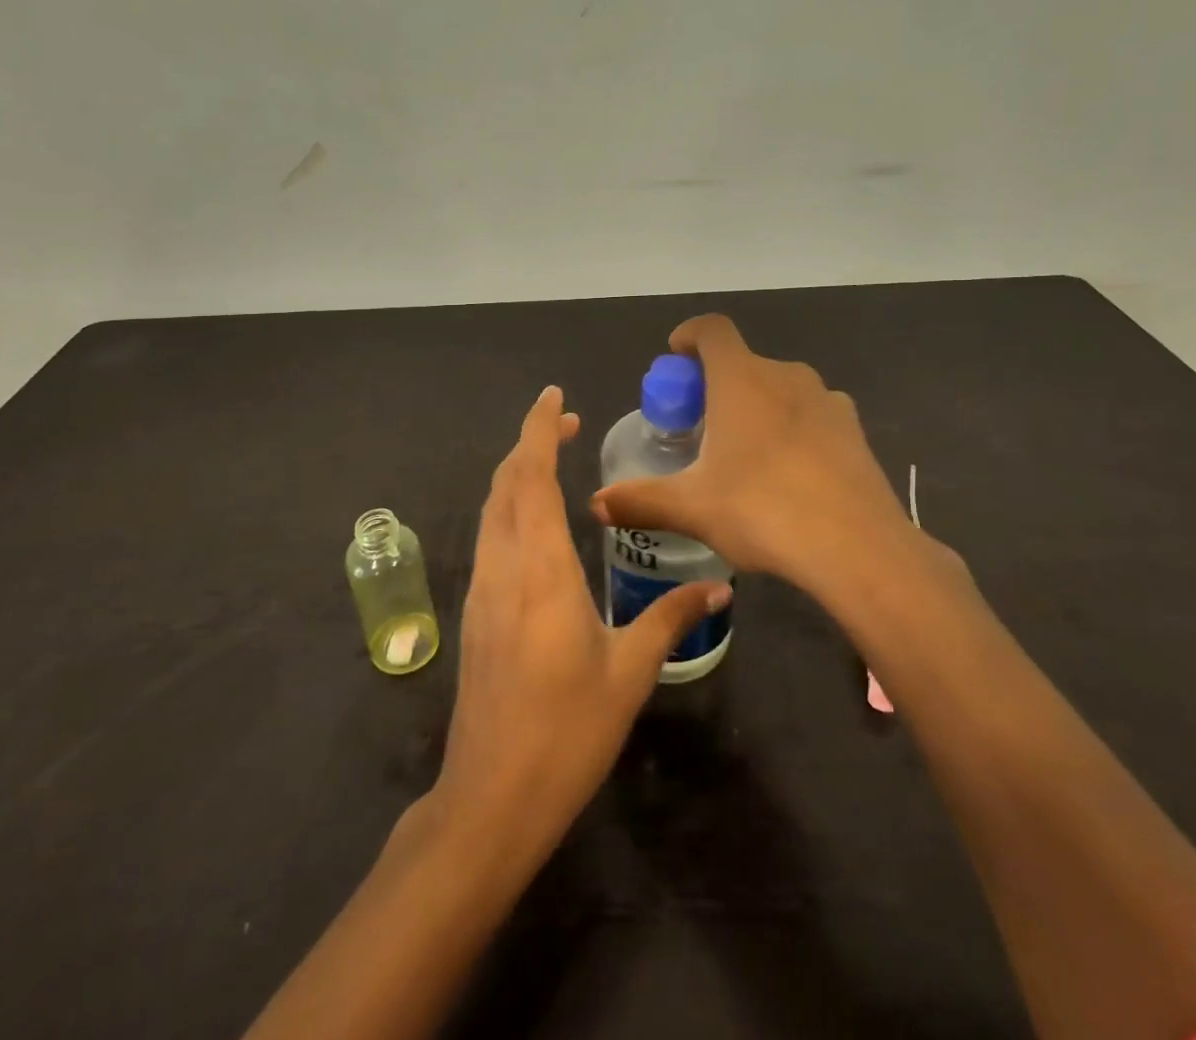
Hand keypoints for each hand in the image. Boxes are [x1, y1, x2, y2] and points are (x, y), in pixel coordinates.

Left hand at [430, 385, 729, 862]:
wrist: (490, 798)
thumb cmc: (565, 732)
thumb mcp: (629, 673)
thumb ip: (671, 620)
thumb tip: (720, 588)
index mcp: (540, 569)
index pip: (530, 477)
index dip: (538, 429)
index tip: (555, 396)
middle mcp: (502, 566)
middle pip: (505, 483)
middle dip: (530, 442)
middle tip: (567, 423)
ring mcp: (481, 588)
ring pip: (492, 508)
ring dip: (517, 473)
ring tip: (553, 459)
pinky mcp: (475, 612)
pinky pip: (490, 536)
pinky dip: (510, 506)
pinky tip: (537, 523)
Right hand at [590, 314, 965, 603]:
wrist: (858, 547)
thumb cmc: (763, 511)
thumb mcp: (692, 508)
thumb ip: (640, 501)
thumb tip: (595, 504)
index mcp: (742, 379)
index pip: (712, 330)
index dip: (689, 335)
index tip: (675, 358)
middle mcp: (786, 376)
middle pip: (743, 362)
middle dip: (716, 384)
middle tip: (700, 425)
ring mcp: (827, 400)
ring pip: (780, 388)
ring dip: (757, 405)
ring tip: (744, 453)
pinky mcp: (854, 430)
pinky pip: (811, 414)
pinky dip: (792, 428)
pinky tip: (789, 474)